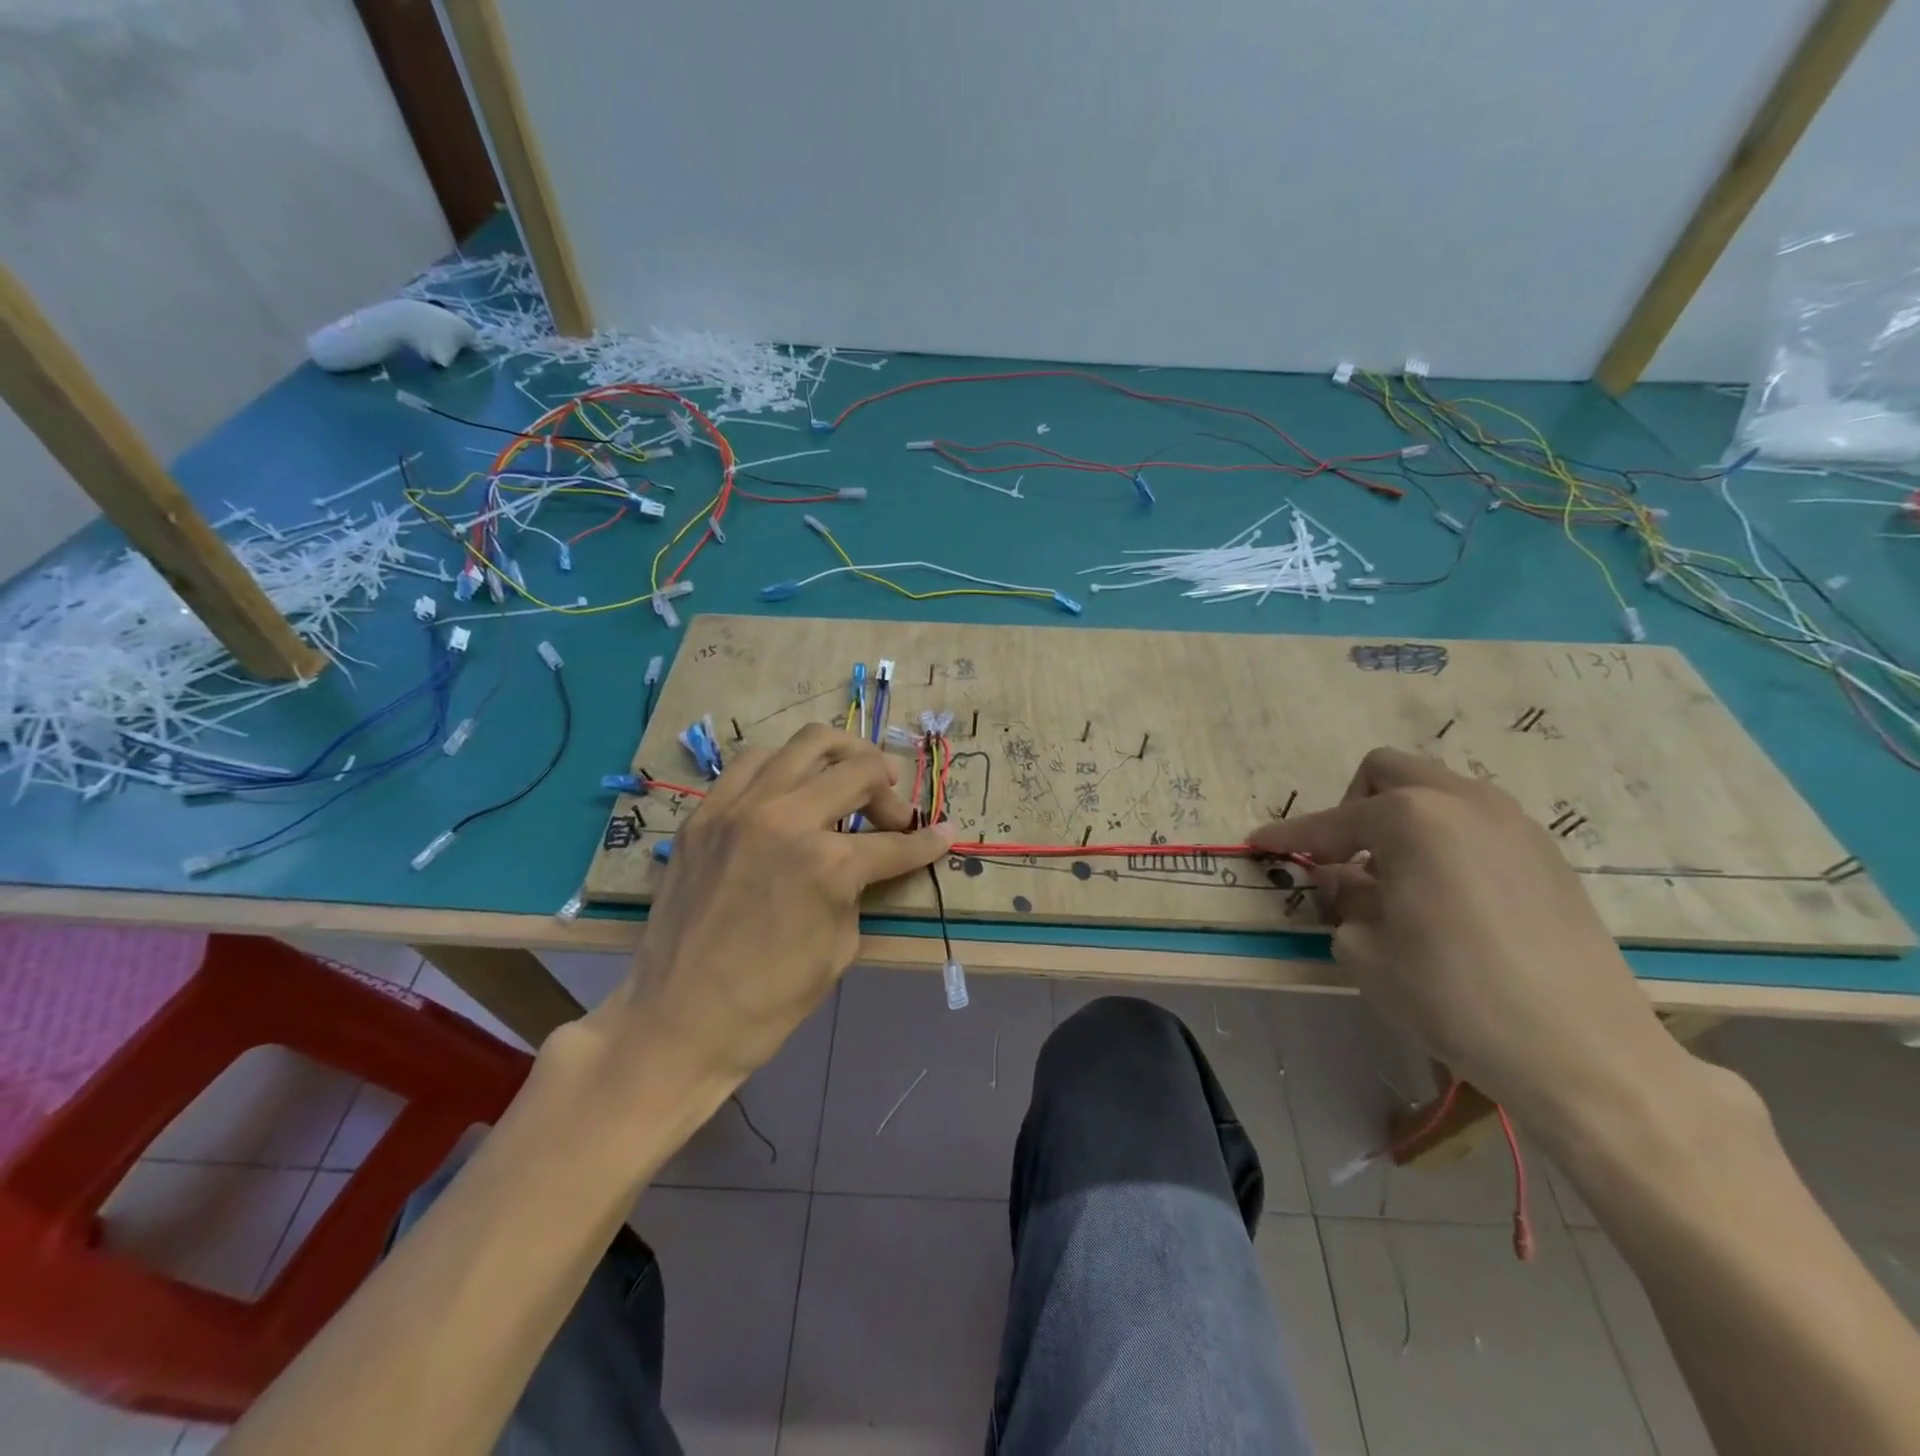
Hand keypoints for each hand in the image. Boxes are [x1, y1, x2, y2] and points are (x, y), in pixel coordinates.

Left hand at [611, 724, 953, 1085]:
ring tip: (847, 781)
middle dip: (889, 789)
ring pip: (806, 744)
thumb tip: (878, 857)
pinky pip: (752, 763)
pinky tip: (791, 792)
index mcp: (827, 863)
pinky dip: (785, 768)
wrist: (676, 1022)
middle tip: (892, 814)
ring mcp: (739, 808)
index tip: (944, 833)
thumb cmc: (769, 1000)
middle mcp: (785, 818)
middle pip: (858, 768)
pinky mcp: (705, 813)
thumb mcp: (840, 946)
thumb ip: (861, 887)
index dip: (928, 841)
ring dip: (841, 758)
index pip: (895, 842)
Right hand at [1250, 748, 1679, 1132]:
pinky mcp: (1546, 853)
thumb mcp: (1367, 950)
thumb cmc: (1454, 996)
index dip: (1289, 835)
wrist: (1584, 1052)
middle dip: (1352, 806)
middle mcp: (1463, 801)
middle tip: (1344, 856)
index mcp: (1411, 819)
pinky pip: (1474, 820)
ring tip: (1394, 877)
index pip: (1330, 822)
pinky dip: (1442, 837)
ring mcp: (1513, 823)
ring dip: (1400, 819)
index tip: (1260, 842)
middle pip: (1387, 771)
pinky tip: (1443, 894)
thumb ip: (1342, 899)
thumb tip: (1341, 879)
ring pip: (1436, 790)